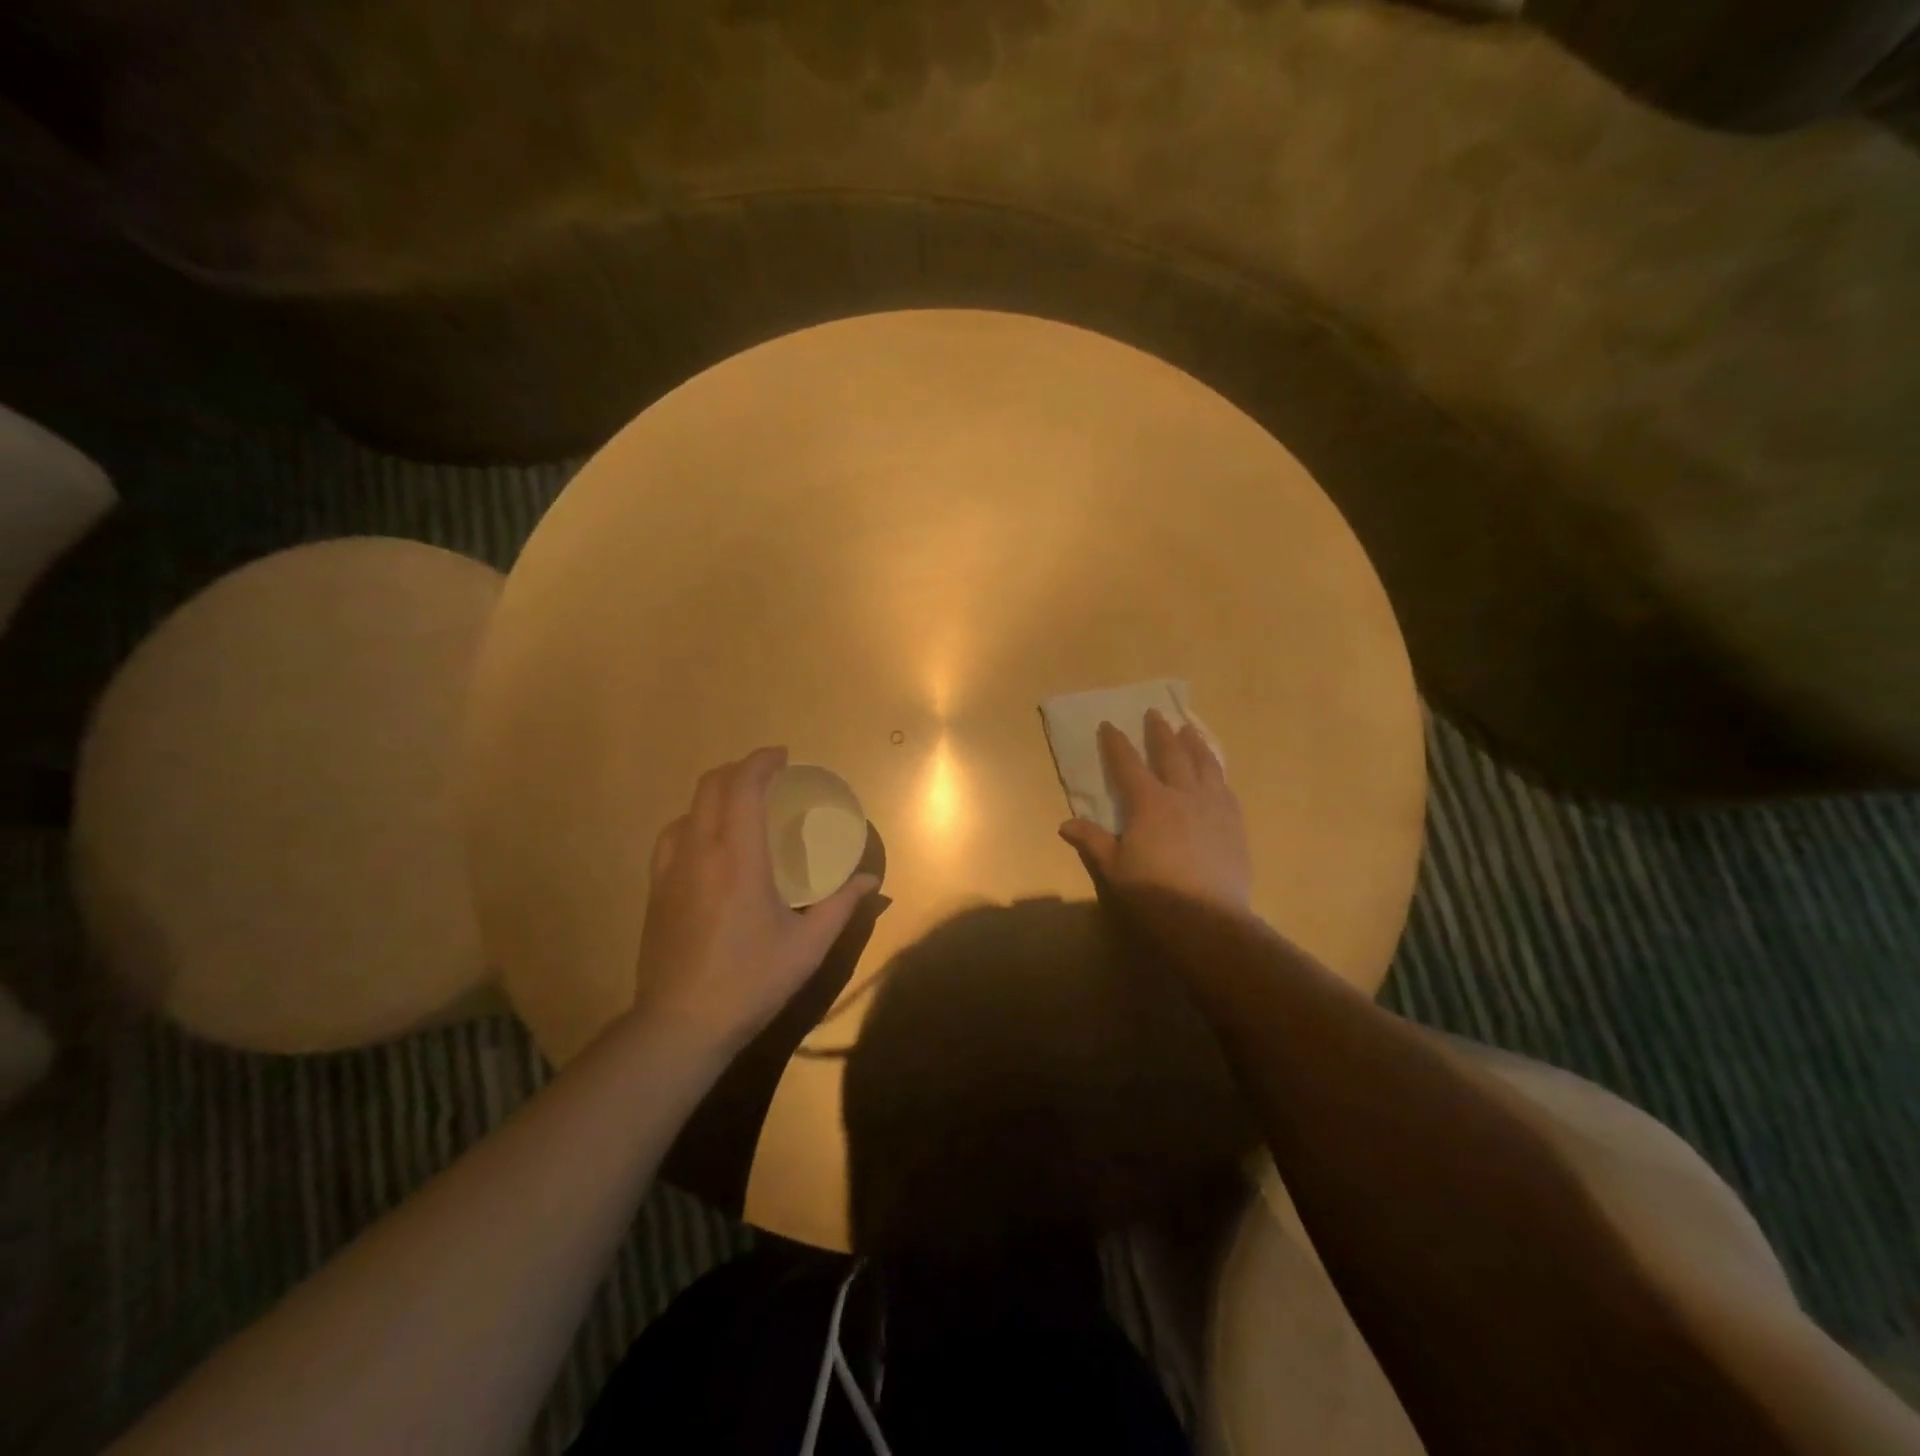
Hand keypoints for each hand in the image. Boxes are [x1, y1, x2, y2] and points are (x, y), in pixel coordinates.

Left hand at [633, 747, 878, 1051]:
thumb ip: (840, 906)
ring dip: (716, 795)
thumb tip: (869, 879)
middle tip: (769, 776)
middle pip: (710, 786)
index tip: (784, 757)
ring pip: (687, 809)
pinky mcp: (656, 890)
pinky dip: (695, 822)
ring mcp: (670, 870)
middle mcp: (699, 852)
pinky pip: (672, 837)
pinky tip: (710, 846)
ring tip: (741, 808)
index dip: (762, 762)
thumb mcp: (807, 946)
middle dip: (739, 769)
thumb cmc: (750, 981)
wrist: (680, 1025)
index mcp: (738, 858)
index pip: (743, 788)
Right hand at [1059, 709, 1252, 913]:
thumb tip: (1065, 823)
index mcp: (1149, 803)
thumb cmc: (1154, 893)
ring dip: (1194, 743)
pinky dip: (1217, 772)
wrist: (1208, 919)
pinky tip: (1216, 773)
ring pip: (1204, 764)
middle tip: (1154, 713)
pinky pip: (1225, 787)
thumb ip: (1093, 841)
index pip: (1128, 764)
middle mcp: (1183, 795)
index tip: (1109, 724)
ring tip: (1190, 729)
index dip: (1116, 743)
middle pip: (1171, 754)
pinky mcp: (1234, 823)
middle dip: (1159, 732)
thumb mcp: (1114, 869)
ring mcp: (1214, 807)